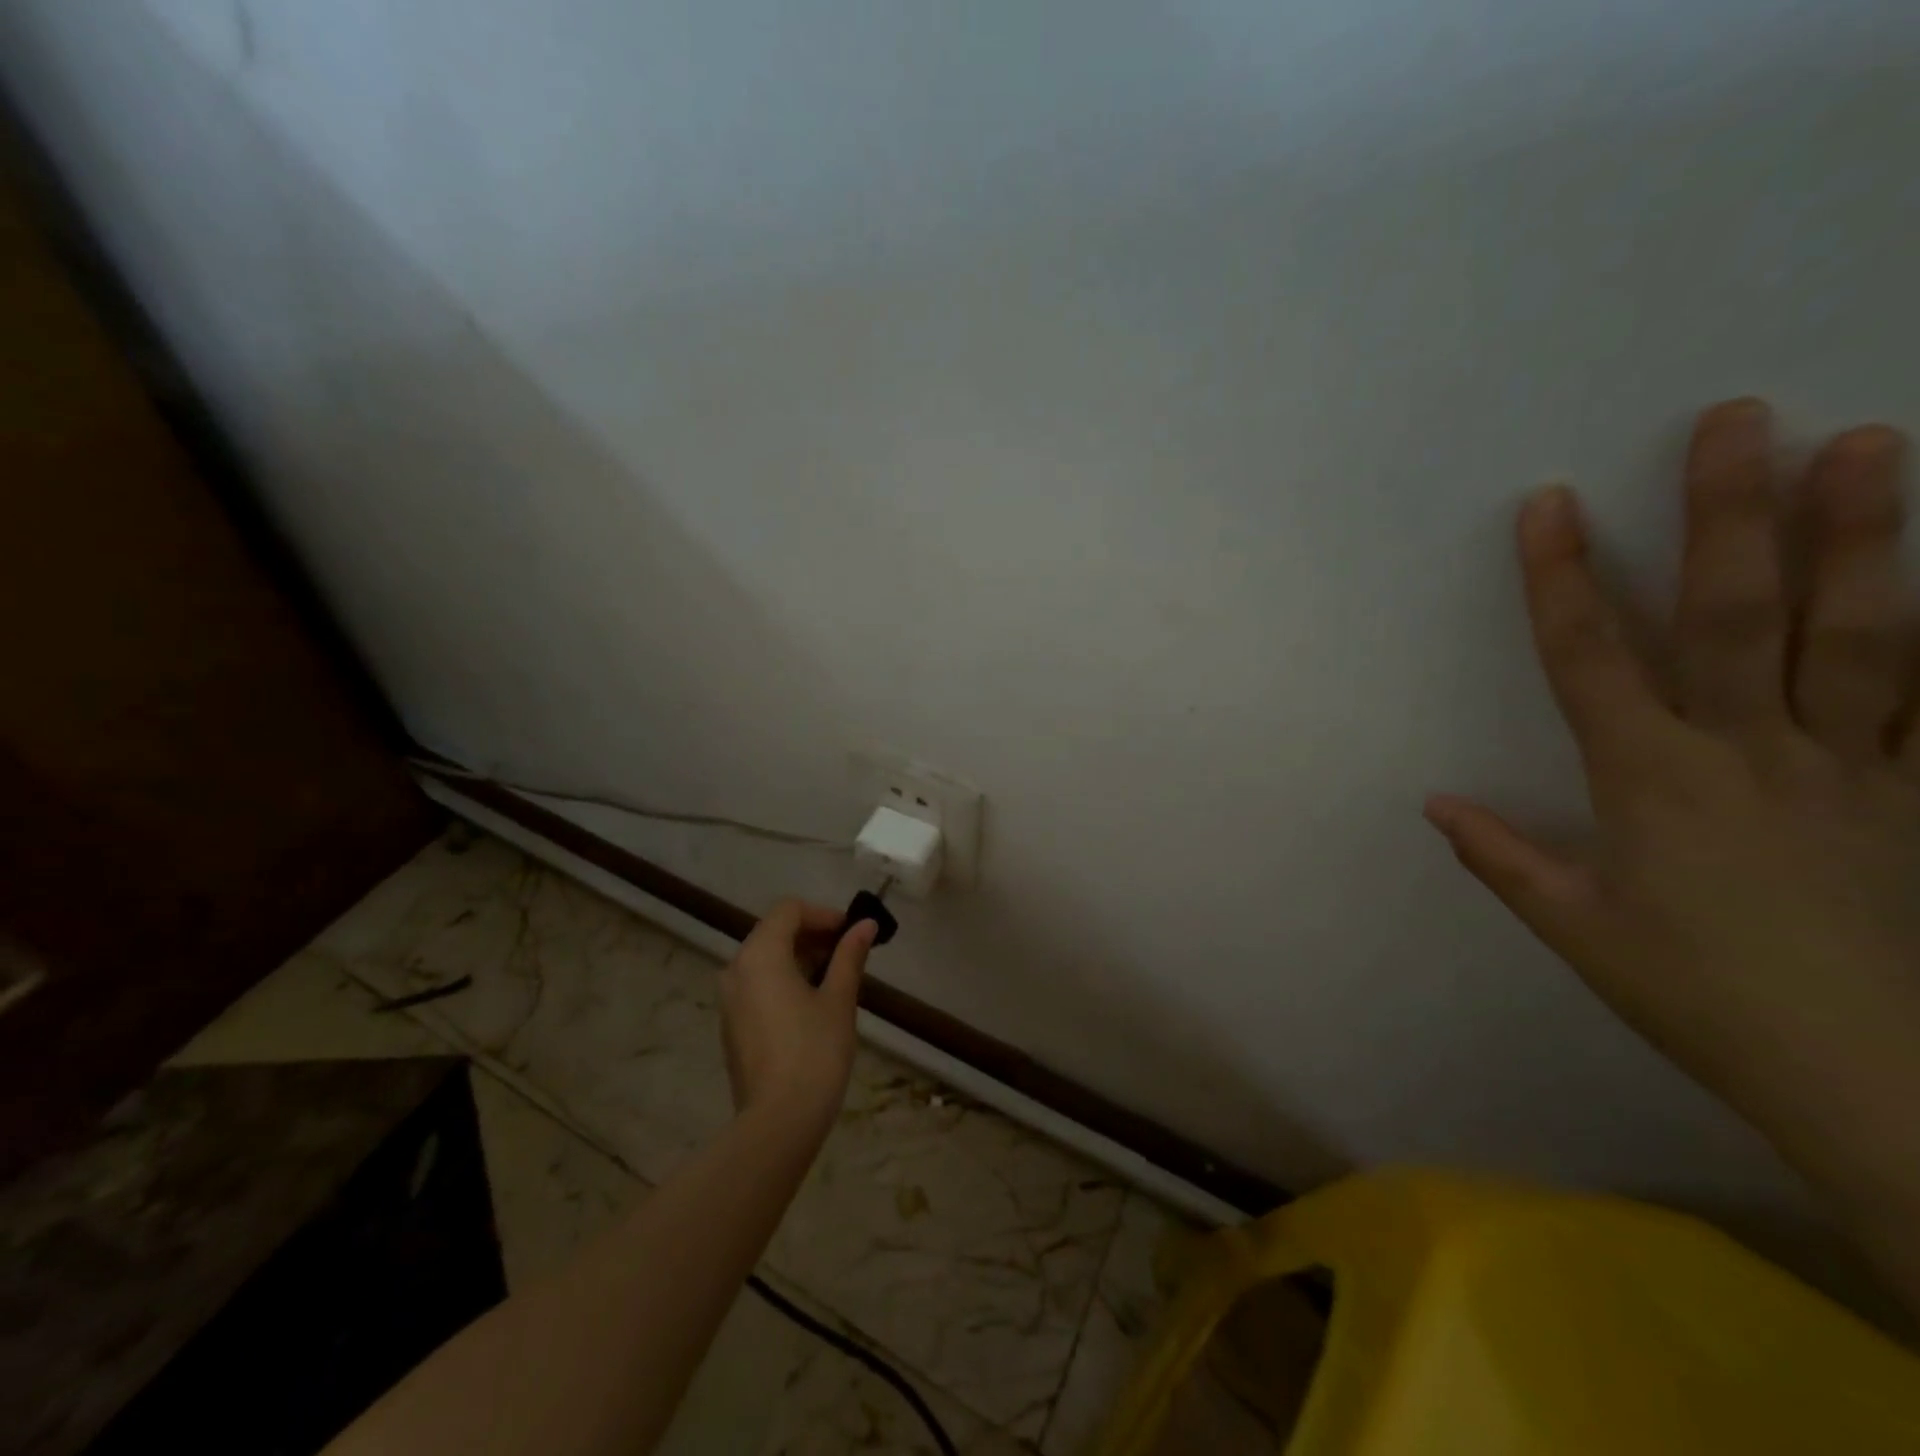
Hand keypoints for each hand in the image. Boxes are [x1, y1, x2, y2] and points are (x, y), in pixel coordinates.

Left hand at [719, 899, 874, 1135]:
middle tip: (848, 953)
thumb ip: (849, 956)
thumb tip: (865, 925)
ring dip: (799, 957)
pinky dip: (783, 980)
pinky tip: (811, 1004)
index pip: (788, 910)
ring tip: (835, 978)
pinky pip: (757, 984)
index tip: (851, 933)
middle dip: (812, 935)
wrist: (778, 1122)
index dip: (822, 914)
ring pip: (764, 959)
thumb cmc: (814, 1052)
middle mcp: (736, 969)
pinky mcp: (731, 1024)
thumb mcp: (839, 999)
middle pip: (774, 931)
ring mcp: (729, 999)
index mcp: (760, 955)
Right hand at [1428, 400, 1919, 1305]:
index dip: (1562, 580)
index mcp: (1651, 780)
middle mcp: (1748, 752)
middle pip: (1733, 617)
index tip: (1549, 505)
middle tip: (1739, 420)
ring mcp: (1849, 767)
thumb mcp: (1574, 928)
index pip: (1588, 659)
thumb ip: (1503, 857)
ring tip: (1872, 444)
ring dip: (1861, 537)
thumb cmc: (1694, 993)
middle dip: (1727, 516)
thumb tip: (1435, 804)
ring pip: (1857, 634)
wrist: (1873, 1079)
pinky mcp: (1918, 796)